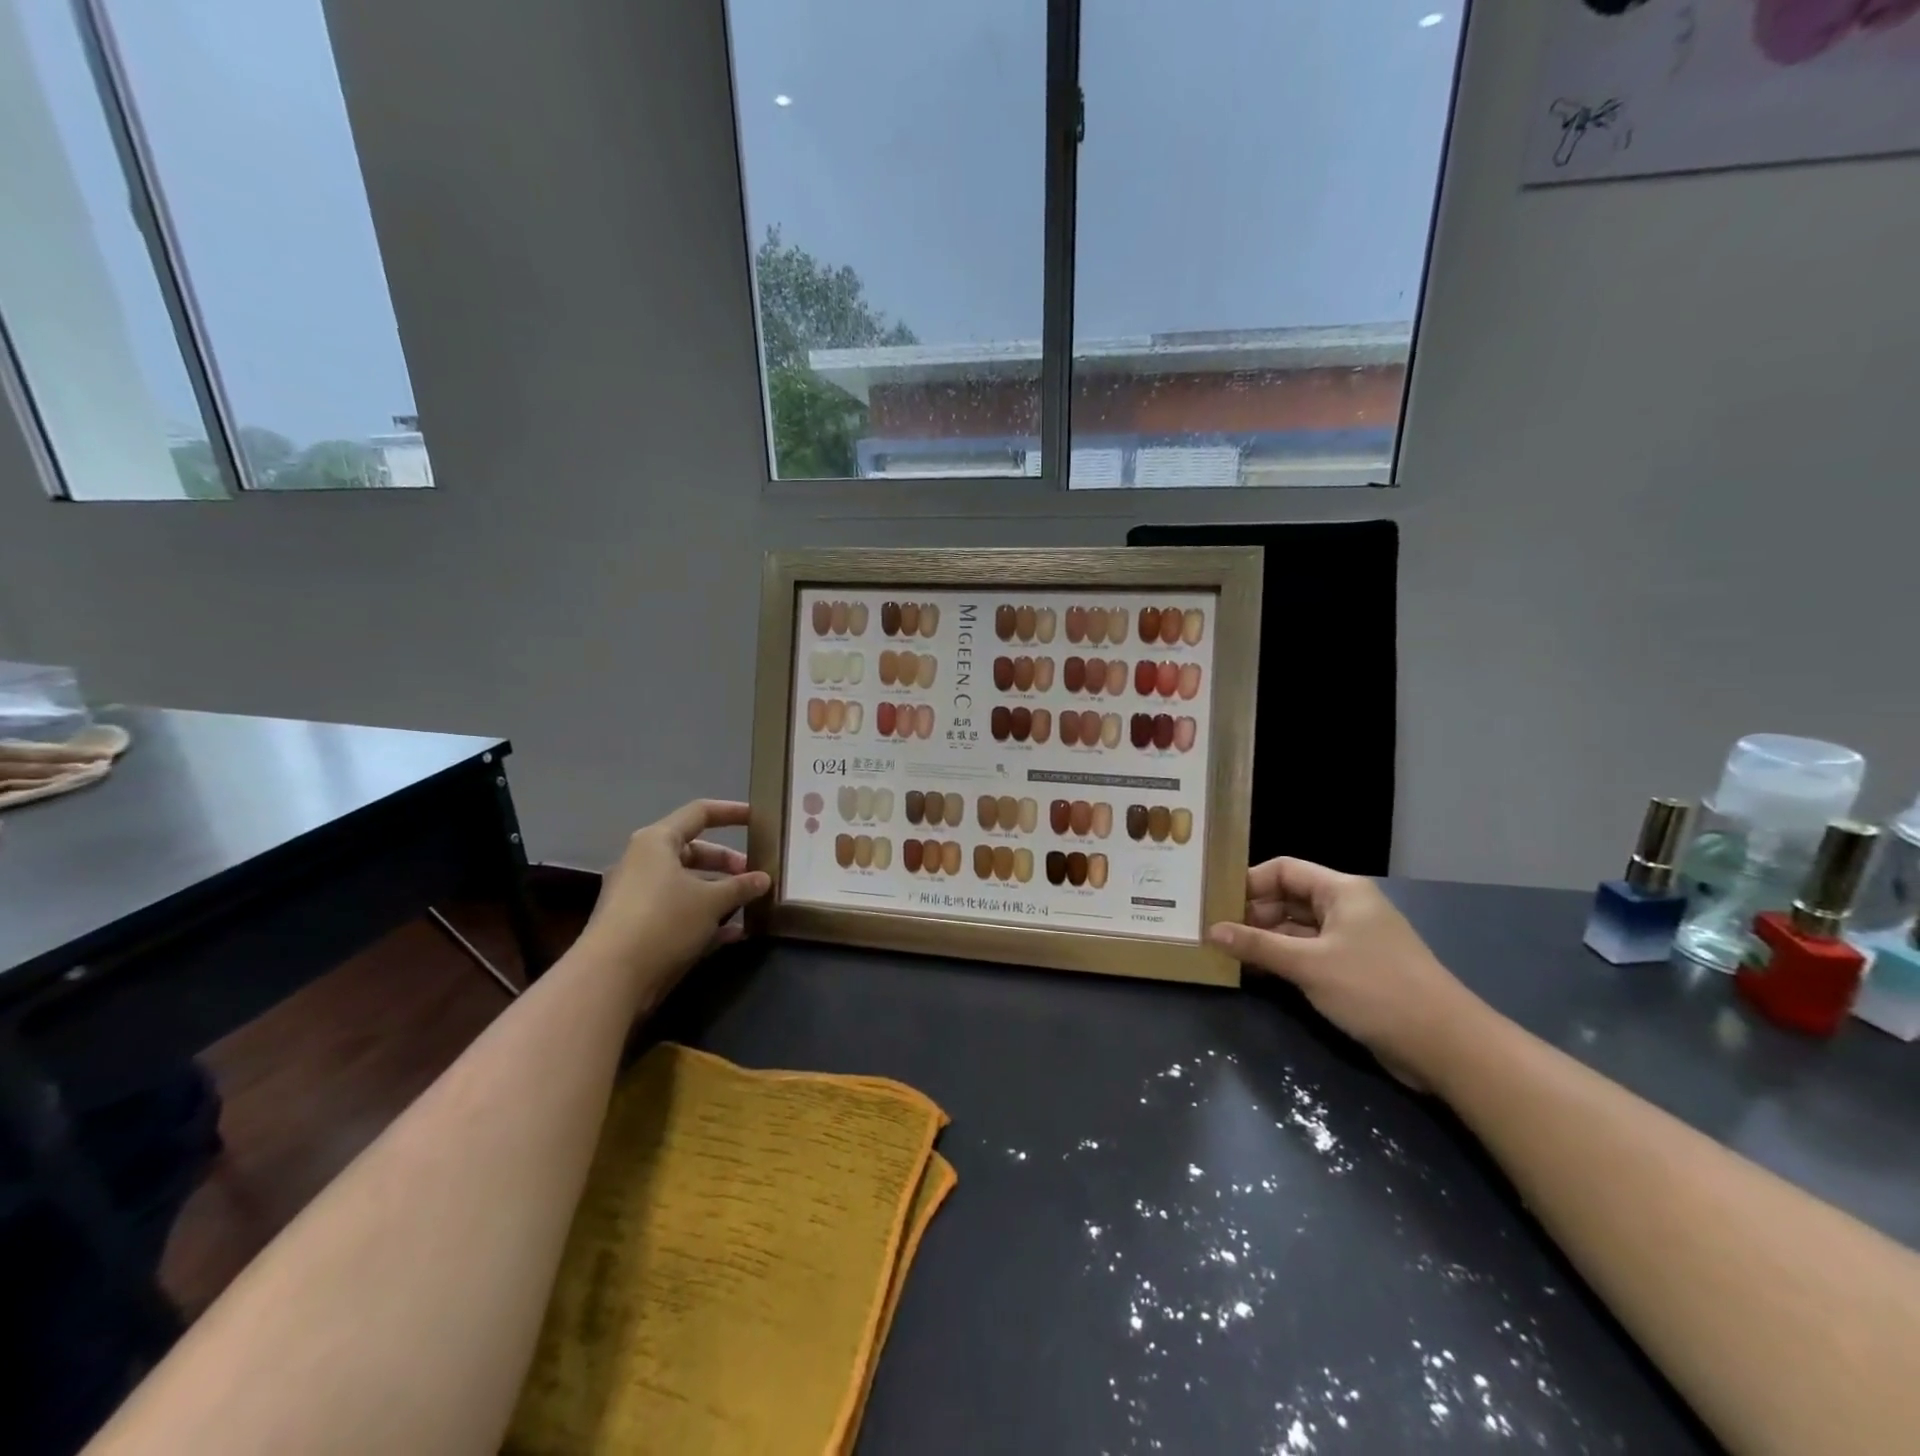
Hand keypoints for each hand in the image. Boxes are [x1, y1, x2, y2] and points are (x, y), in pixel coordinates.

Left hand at [576, 800, 770, 1005]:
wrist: (610, 978)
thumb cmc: (664, 920)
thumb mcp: (711, 901)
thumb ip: (741, 886)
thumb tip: (763, 879)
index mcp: (657, 842)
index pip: (699, 813)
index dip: (731, 812)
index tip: (758, 819)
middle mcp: (644, 863)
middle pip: (694, 852)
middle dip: (727, 863)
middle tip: (755, 875)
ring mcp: (638, 896)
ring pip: (687, 885)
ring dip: (719, 893)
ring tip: (750, 905)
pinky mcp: (638, 927)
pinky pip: (679, 912)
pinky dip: (705, 918)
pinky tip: (734, 934)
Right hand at [1209, 858, 1489, 1090]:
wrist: (1446, 1046)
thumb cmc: (1375, 989)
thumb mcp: (1309, 965)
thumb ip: (1257, 946)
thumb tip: (1211, 931)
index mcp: (1341, 891)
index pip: (1283, 870)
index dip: (1249, 882)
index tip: (1215, 902)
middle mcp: (1346, 908)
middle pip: (1288, 899)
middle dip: (1251, 913)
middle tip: (1215, 932)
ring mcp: (1351, 941)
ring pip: (1295, 929)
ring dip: (1264, 939)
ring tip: (1226, 952)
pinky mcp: (1353, 970)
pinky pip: (1307, 954)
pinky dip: (1282, 960)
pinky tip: (1254, 972)